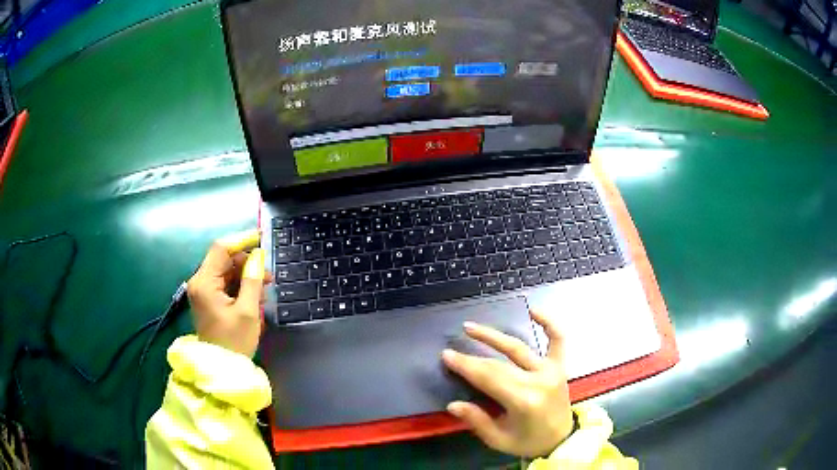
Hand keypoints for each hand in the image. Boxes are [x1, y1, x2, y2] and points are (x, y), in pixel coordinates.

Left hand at [186, 229, 269, 356]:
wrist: (222, 369)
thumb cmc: (234, 341)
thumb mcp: (248, 311)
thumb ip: (252, 280)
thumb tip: (258, 256)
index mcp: (204, 282)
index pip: (221, 249)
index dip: (242, 240)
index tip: (262, 238)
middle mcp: (199, 282)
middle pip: (223, 260)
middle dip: (247, 263)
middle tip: (268, 276)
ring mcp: (202, 291)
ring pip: (226, 272)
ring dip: (245, 276)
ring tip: (264, 289)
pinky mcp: (208, 299)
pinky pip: (224, 284)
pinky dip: (240, 286)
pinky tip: (254, 297)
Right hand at [442, 310, 572, 457]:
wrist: (562, 439)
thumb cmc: (528, 442)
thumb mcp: (499, 439)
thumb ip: (477, 421)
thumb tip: (453, 404)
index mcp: (524, 401)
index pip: (489, 378)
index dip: (466, 366)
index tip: (447, 356)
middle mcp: (538, 380)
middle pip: (499, 364)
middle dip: (473, 356)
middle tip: (452, 348)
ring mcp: (551, 370)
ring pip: (519, 348)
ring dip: (494, 336)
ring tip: (471, 327)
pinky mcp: (560, 366)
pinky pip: (558, 340)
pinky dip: (549, 323)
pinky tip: (534, 310)